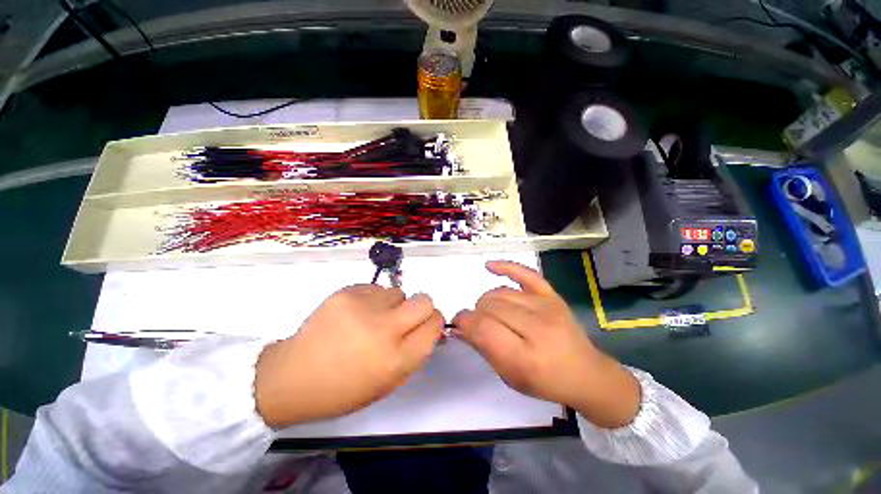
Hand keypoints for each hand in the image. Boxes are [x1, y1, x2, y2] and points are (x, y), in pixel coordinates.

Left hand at [254, 285, 443, 427]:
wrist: (293, 377)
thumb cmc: (344, 388)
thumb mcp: (388, 383)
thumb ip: (414, 354)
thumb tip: (429, 328)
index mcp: (397, 359)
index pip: (434, 325)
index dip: (434, 322)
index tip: (426, 325)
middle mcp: (385, 330)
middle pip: (424, 300)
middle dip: (422, 307)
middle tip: (406, 316)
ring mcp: (364, 307)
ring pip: (398, 292)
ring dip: (392, 304)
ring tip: (372, 318)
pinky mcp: (346, 293)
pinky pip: (375, 288)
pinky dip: (372, 299)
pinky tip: (355, 314)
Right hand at [453, 261, 640, 428]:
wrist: (585, 373)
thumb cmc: (545, 382)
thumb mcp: (509, 376)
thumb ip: (483, 348)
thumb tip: (460, 326)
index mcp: (525, 357)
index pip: (482, 328)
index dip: (464, 322)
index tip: (458, 324)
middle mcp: (537, 328)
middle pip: (489, 307)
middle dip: (475, 313)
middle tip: (476, 323)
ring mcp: (546, 307)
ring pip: (500, 293)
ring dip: (486, 301)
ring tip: (488, 312)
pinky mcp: (552, 295)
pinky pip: (525, 273)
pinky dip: (505, 267)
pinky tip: (488, 266)